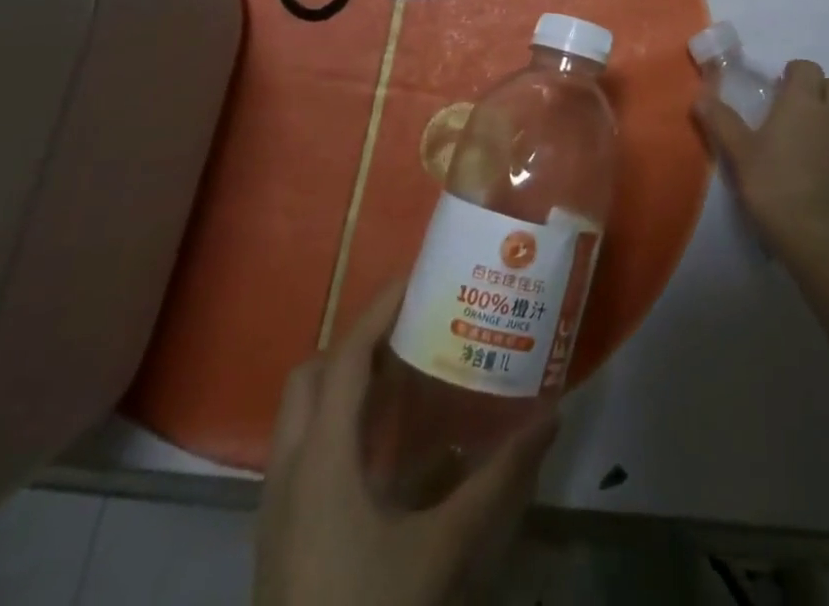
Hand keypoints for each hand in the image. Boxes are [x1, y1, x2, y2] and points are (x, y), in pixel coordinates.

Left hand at [255, 282, 555, 605]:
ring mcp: (277, 508)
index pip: (345, 357)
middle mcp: (289, 470)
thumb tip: (551, 415)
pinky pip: (304, 453)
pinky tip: (388, 455)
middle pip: (312, 376)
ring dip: (346, 385)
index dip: (380, 311)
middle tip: (412, 331)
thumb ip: (498, 481)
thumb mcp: (443, 550)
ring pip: (302, 415)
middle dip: (358, 343)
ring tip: (404, 379)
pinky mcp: (280, 537)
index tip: (419, 277)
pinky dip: (341, 428)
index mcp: (321, 459)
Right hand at [694, 59, 828, 264]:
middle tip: (792, 107)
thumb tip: (700, 96)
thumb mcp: (739, 152)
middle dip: (816, 87)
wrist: (815, 232)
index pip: (807, 67)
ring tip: (805, 130)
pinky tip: (815, 157)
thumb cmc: (773, 184)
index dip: (792, 73)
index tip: (775, 89)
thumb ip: (721, 120)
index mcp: (802, 101)